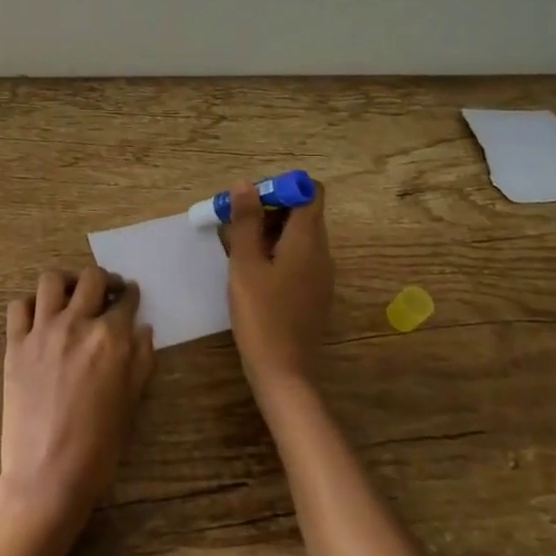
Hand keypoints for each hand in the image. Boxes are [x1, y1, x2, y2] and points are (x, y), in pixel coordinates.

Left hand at [0, 267, 154, 533]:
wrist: (48, 474)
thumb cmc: (99, 446)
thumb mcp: (132, 403)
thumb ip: (141, 360)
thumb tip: (143, 330)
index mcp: (111, 339)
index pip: (126, 301)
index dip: (131, 295)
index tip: (131, 294)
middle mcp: (76, 324)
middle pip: (91, 279)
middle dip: (104, 279)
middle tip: (108, 289)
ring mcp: (42, 331)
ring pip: (51, 280)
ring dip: (66, 281)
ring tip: (72, 292)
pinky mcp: (15, 344)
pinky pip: (18, 306)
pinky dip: (30, 303)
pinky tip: (39, 315)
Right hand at [222, 178, 334, 392]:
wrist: (283, 371)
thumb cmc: (261, 313)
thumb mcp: (245, 263)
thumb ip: (246, 221)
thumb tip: (245, 184)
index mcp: (308, 240)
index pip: (309, 191)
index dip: (281, 187)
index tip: (250, 201)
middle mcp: (321, 252)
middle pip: (302, 212)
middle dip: (268, 209)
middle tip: (234, 223)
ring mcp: (320, 274)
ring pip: (297, 236)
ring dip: (268, 232)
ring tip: (235, 247)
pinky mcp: (314, 292)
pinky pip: (297, 257)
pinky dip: (275, 252)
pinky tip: (250, 271)